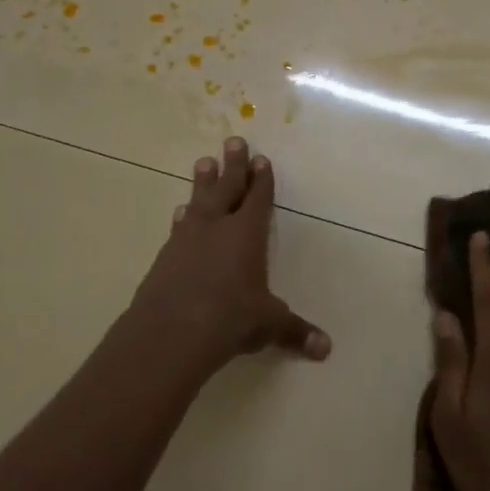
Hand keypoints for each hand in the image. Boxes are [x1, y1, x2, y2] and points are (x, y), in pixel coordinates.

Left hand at [129, 138, 330, 376]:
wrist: (170, 333)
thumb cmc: (230, 319)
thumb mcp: (268, 325)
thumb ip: (295, 331)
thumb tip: (325, 348)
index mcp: (246, 235)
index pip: (257, 199)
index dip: (261, 180)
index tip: (261, 160)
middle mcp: (216, 228)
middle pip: (226, 188)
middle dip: (233, 166)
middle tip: (233, 141)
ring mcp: (186, 240)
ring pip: (198, 202)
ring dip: (203, 183)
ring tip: (203, 162)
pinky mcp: (165, 257)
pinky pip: (178, 227)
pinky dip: (183, 217)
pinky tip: (180, 214)